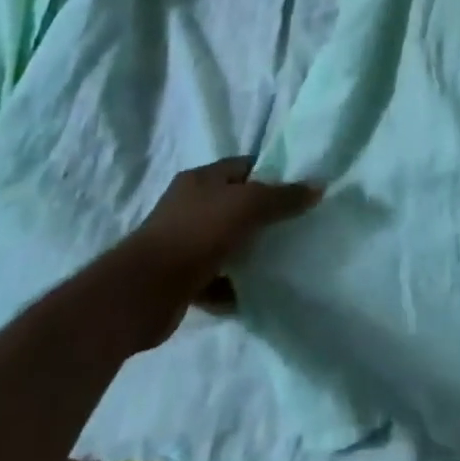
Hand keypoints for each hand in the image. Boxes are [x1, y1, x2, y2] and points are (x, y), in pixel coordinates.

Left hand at [100, 159, 320, 351]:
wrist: (140, 294)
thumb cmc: (196, 234)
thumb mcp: (249, 206)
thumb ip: (285, 197)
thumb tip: (319, 187)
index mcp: (201, 179)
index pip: (245, 166)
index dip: (273, 173)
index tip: (301, 189)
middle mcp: (189, 205)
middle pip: (237, 204)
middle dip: (265, 215)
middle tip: (298, 225)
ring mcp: (181, 243)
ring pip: (227, 242)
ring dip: (250, 253)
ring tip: (282, 260)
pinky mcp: (178, 279)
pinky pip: (215, 278)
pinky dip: (233, 285)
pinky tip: (254, 293)